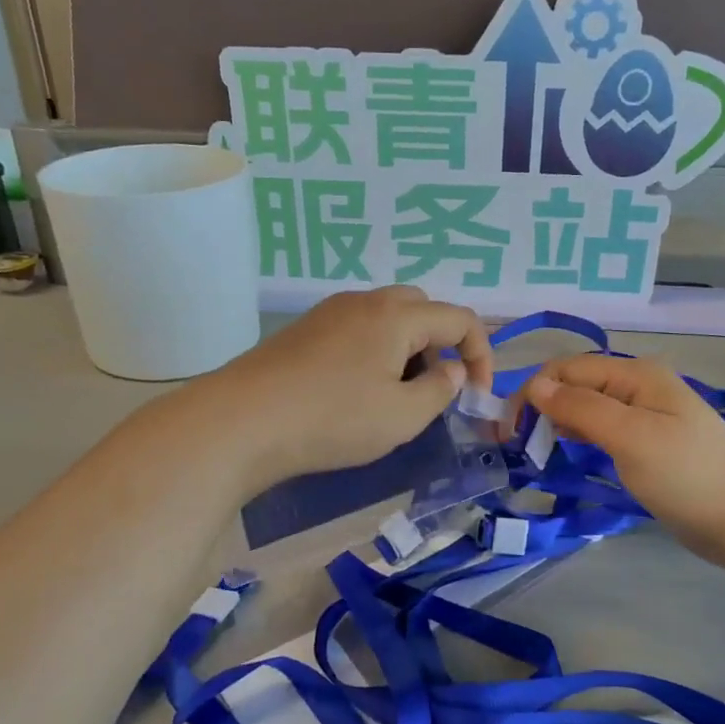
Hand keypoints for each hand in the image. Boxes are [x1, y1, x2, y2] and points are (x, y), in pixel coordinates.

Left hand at [209, 287, 493, 488]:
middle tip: (432, 388)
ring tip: (395, 394)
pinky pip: (357, 329)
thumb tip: (452, 370)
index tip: (476, 394)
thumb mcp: (402, 417)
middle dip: (441, 344)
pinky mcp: (304, 330)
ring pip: (387, 318)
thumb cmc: (333, 419)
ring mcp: (330, 312)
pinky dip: (375, 351)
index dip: (481, 355)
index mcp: (397, 315)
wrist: (243, 421)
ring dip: (407, 348)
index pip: (460, 319)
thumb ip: (440, 390)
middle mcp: (365, 301)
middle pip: (422, 308)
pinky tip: (356, 390)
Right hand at [521, 354, 724, 571]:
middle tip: (513, 445)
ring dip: (557, 424)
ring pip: (587, 409)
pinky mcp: (648, 446)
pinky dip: (578, 439)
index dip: (533, 393)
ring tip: (532, 452)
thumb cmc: (689, 476)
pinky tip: (565, 455)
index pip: (567, 369)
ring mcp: (645, 418)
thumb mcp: (631, 437)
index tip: (508, 432)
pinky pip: (602, 432)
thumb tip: (536, 385)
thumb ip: (582, 408)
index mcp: (636, 375)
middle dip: (541, 407)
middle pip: (575, 386)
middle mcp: (638, 388)